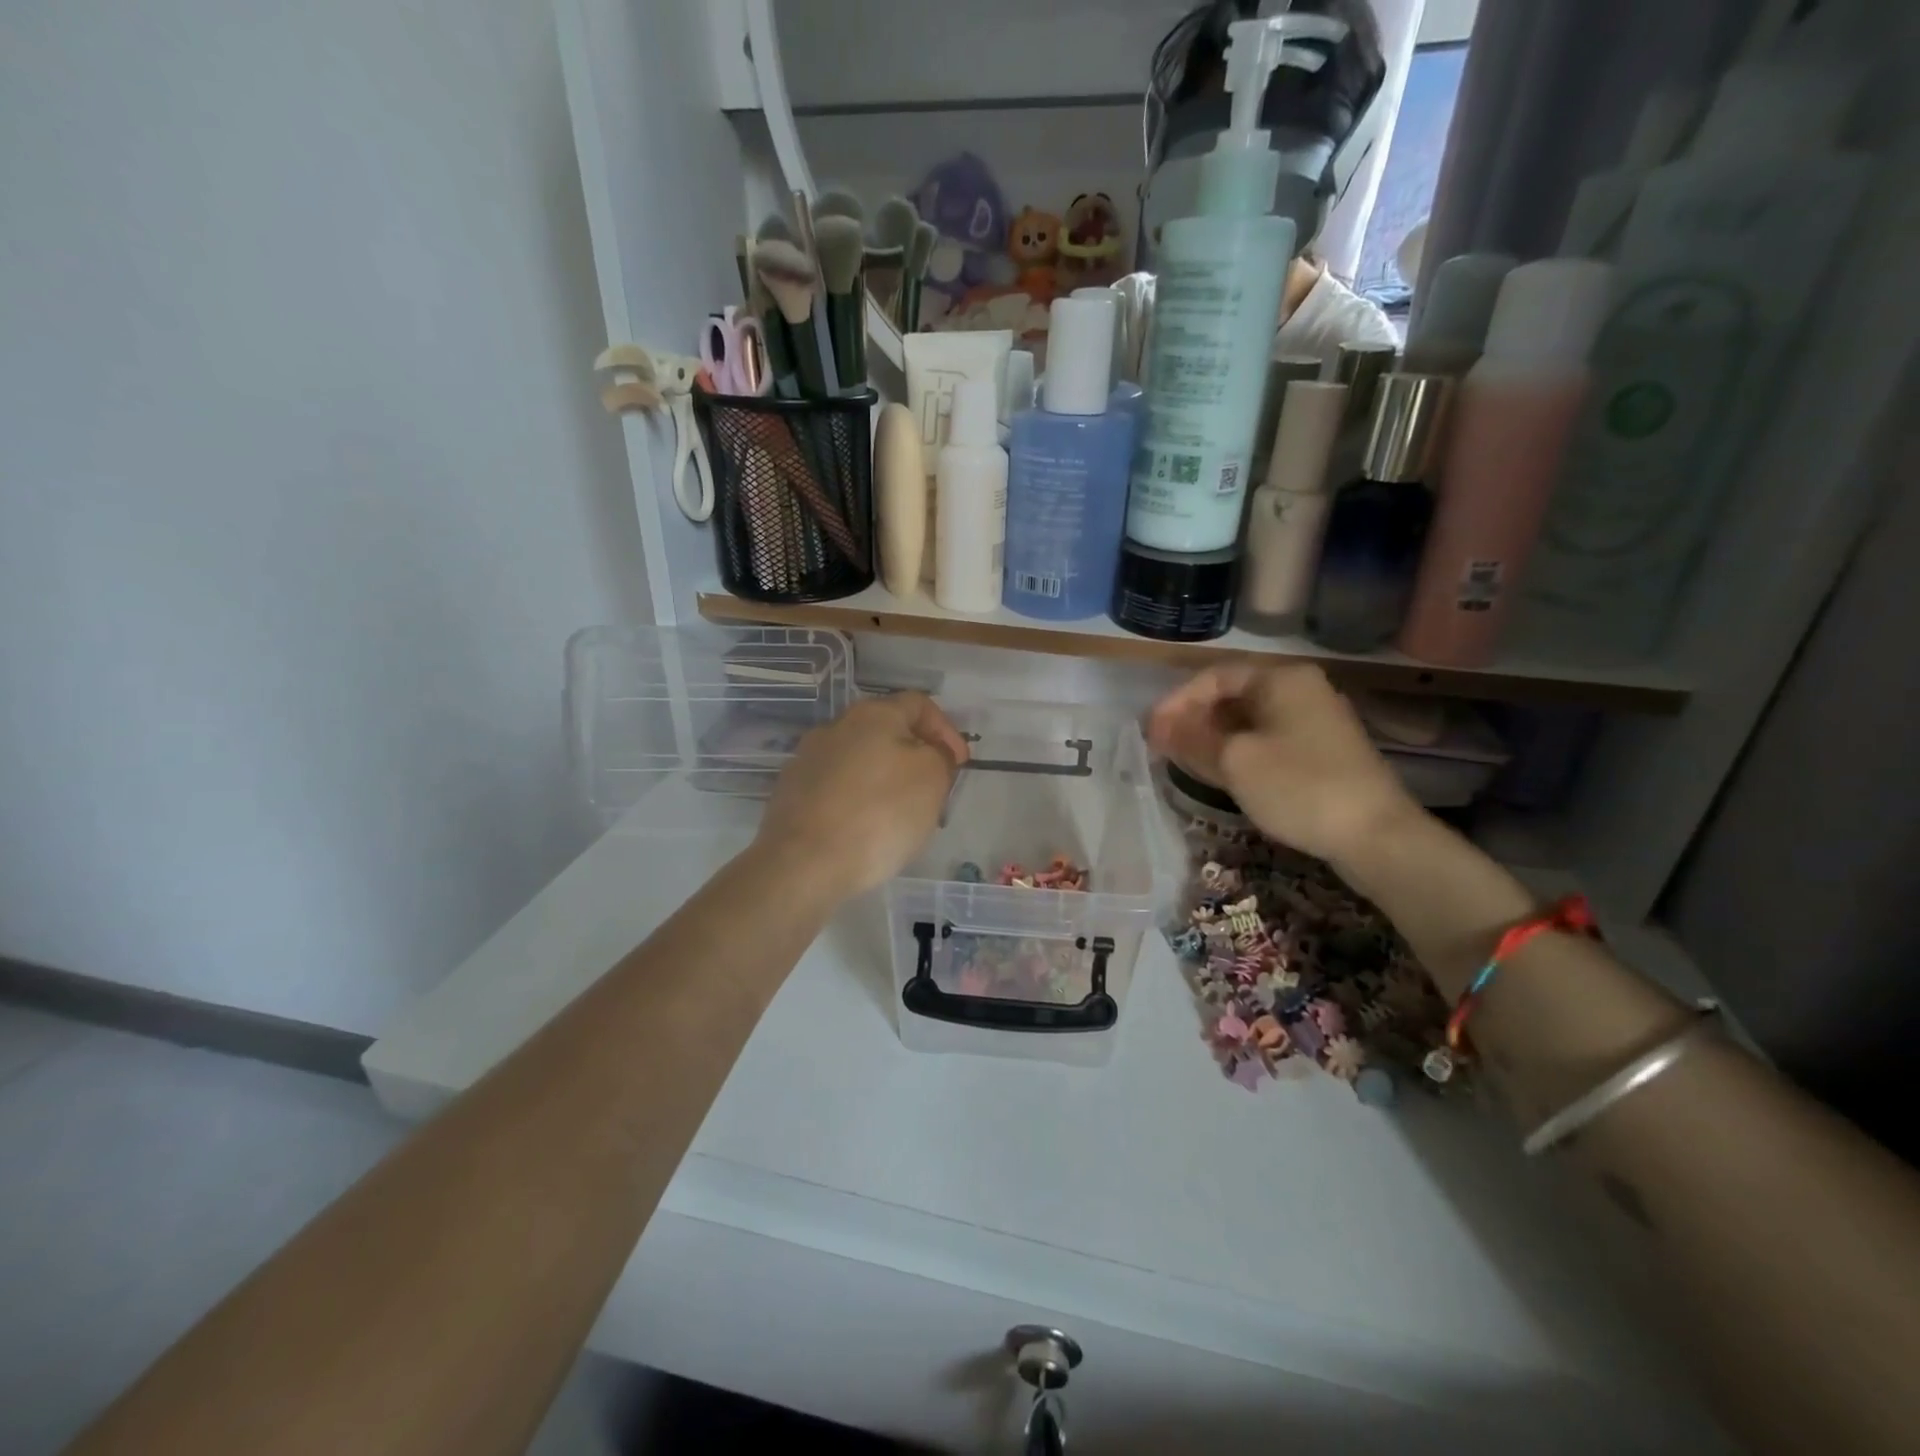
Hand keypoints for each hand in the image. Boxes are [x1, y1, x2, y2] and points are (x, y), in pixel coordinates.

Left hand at [757, 693, 968, 900]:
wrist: (803, 863)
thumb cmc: (879, 814)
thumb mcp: (931, 779)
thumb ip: (939, 757)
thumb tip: (931, 753)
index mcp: (872, 714)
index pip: (919, 704)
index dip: (946, 730)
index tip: (959, 764)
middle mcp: (835, 727)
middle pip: (886, 732)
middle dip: (914, 757)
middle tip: (933, 790)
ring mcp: (807, 760)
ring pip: (860, 762)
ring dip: (884, 780)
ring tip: (899, 816)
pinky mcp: (790, 794)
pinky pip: (836, 789)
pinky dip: (856, 802)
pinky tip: (864, 830)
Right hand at [1146, 664, 1421, 870]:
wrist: (1375, 835)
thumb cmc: (1298, 786)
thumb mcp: (1235, 761)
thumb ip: (1191, 739)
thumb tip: (1158, 727)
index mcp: (1281, 679)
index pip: (1213, 677)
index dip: (1176, 702)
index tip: (1150, 731)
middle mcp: (1300, 690)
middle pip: (1232, 696)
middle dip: (1193, 720)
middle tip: (1162, 747)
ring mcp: (1315, 721)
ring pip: (1249, 721)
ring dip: (1213, 738)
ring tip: (1182, 760)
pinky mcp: (1322, 752)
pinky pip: (1267, 741)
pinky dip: (1238, 752)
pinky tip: (1219, 772)